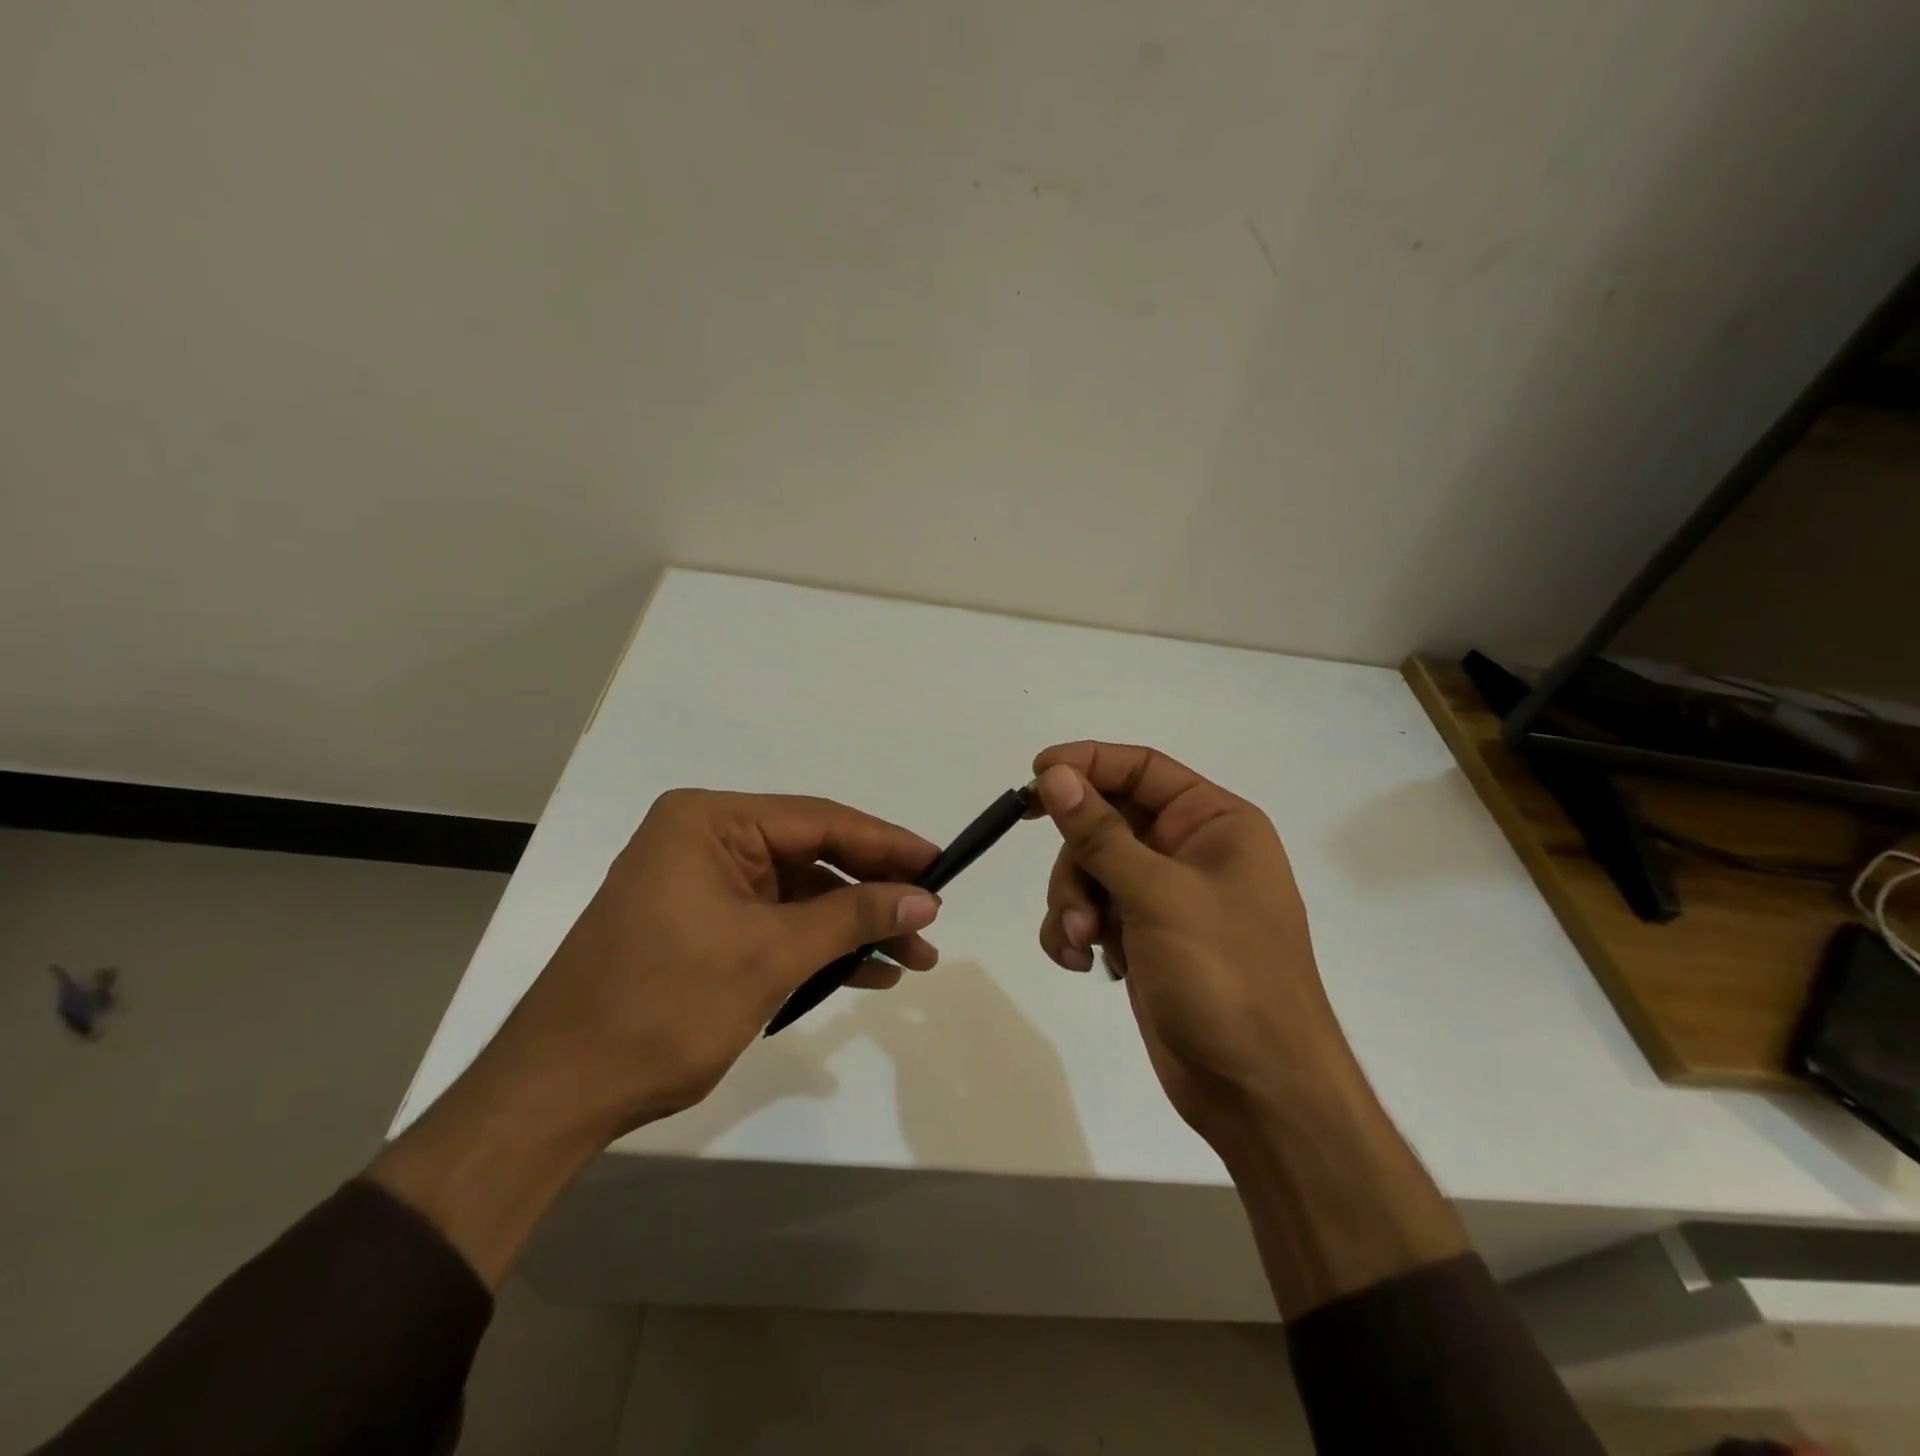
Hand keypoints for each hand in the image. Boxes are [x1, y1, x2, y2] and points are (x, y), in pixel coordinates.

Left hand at [493, 788, 942, 1135]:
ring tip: (911, 959)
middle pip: (812, 856)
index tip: (941, 865)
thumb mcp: (770, 955)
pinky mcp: (701, 925)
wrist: (558, 1093)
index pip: (820, 821)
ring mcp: (701, 885)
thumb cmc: (663, 1007)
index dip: (887, 844)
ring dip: (851, 926)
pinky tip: (864, 973)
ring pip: (799, 895)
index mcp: (710, 822)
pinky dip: (817, 947)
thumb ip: (853, 917)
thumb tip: (925, 898)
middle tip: (929, 923)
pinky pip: (775, 923)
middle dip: (873, 894)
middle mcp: (704, 840)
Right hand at [1029, 741, 1348, 1149]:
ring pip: (1089, 869)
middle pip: (1105, 821)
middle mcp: (1189, 850)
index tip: (1034, 777)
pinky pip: (1091, 911)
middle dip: (1077, 862)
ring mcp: (1164, 896)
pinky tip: (1082, 963)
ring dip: (1073, 903)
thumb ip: (1100, 833)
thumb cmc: (1226, 976)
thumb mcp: (1159, 895)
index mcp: (1213, 822)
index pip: (1140, 768)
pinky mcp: (1143, 937)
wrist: (1259, 1091)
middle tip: (1074, 904)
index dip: (1086, 763)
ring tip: (1083, 945)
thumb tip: (1054, 774)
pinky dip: (1075, 931)